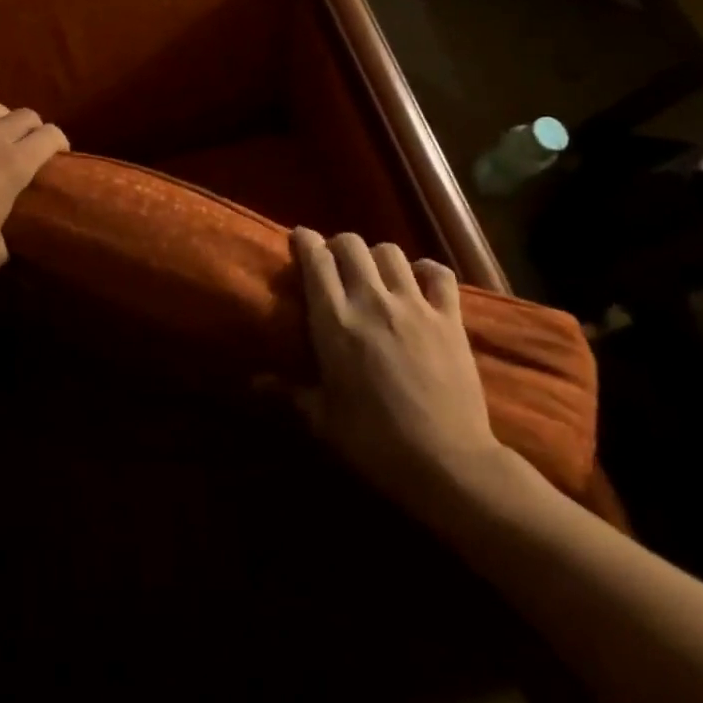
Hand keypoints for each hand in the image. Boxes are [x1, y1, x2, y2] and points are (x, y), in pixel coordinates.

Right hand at [287, 228, 513, 513]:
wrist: (446, 462)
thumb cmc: (374, 442)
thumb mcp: (323, 420)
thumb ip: (288, 392)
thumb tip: (253, 382)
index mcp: (335, 322)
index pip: (316, 259)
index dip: (305, 241)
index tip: (300, 239)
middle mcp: (371, 301)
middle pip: (351, 244)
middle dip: (339, 245)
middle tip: (335, 263)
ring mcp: (414, 305)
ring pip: (391, 252)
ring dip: (377, 256)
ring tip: (374, 273)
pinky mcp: (450, 318)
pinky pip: (438, 274)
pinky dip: (426, 270)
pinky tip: (419, 280)